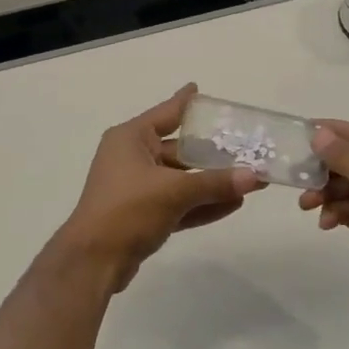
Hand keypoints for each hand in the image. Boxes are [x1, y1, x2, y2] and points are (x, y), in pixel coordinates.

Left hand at [53, 84, 261, 292]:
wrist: (94, 260)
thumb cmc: (128, 210)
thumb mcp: (174, 191)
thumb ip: (215, 183)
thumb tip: (255, 176)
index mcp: (130, 138)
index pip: (165, 113)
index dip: (185, 102)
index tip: (199, 89)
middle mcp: (131, 157)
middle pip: (179, 149)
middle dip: (212, 153)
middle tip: (247, 148)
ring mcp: (136, 188)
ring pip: (180, 179)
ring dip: (212, 182)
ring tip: (250, 180)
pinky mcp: (142, 215)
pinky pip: (177, 203)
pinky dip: (200, 203)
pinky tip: (233, 204)